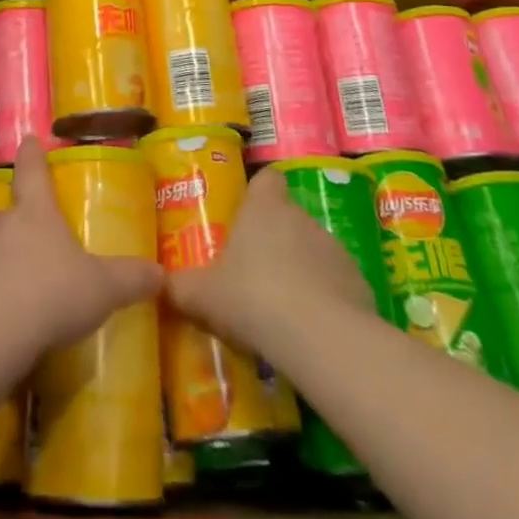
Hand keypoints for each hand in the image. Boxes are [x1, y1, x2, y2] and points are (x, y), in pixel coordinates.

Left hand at [0, 137, 162, 353]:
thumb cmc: (52, 291)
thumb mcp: (102, 287)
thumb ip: (129, 279)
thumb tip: (161, 273)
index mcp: (37, 213)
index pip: (33, 172)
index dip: (32, 155)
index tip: (28, 139)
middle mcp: (4, 226)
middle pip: (8, 212)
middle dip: (17, 217)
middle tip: (30, 228)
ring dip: (2, 258)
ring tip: (21, 280)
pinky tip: (5, 317)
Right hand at [166, 166, 374, 356]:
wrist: (321, 339)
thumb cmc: (253, 298)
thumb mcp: (202, 295)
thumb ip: (180, 286)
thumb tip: (159, 283)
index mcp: (265, 208)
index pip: (267, 179)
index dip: (258, 193)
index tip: (246, 215)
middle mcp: (302, 218)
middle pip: (288, 217)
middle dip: (274, 240)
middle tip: (253, 273)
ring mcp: (335, 249)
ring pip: (313, 251)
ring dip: (300, 271)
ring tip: (281, 309)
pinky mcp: (359, 284)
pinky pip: (336, 285)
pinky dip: (325, 301)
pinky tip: (309, 332)